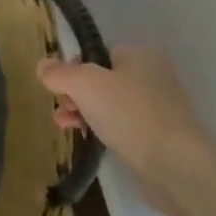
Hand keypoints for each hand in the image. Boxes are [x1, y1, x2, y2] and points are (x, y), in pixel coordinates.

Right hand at [38, 47, 207, 191]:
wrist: (172, 162)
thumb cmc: (128, 113)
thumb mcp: (84, 85)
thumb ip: (60, 73)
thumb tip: (42, 65)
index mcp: (141, 55)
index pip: (99, 53)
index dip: (75, 68)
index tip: (60, 86)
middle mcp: (153, 75)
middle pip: (102, 79)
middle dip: (76, 94)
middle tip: (62, 107)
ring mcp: (158, 106)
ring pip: (110, 104)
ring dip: (84, 112)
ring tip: (65, 125)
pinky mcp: (157, 134)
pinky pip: (121, 125)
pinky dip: (102, 128)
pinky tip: (87, 138)